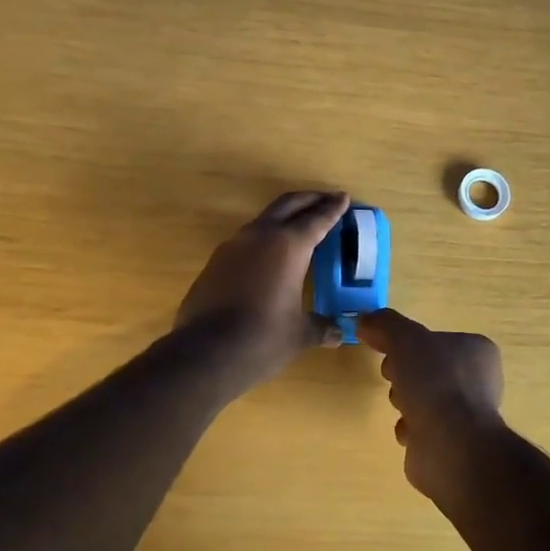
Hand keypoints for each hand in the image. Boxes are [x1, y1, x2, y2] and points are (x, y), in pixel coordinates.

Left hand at [176, 191, 349, 383]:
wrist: (206, 352)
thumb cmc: (263, 338)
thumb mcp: (300, 334)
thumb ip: (320, 327)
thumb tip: (337, 333)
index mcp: (289, 246)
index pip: (317, 219)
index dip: (333, 209)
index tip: (344, 197)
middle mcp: (260, 236)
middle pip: (287, 205)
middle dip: (309, 199)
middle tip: (326, 198)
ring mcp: (232, 247)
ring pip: (263, 220)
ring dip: (283, 218)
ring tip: (298, 226)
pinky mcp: (214, 263)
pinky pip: (245, 242)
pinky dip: (263, 240)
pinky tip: (268, 257)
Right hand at [355, 309, 505, 503]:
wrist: (450, 446)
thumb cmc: (434, 383)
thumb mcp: (405, 339)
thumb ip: (384, 325)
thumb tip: (364, 319)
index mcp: (477, 350)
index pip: (436, 339)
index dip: (409, 343)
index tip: (389, 350)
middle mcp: (479, 381)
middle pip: (427, 368)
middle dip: (404, 373)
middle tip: (392, 376)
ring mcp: (468, 414)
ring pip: (424, 398)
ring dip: (405, 401)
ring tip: (402, 407)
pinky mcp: (455, 443)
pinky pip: (424, 428)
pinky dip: (412, 428)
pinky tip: (410, 431)